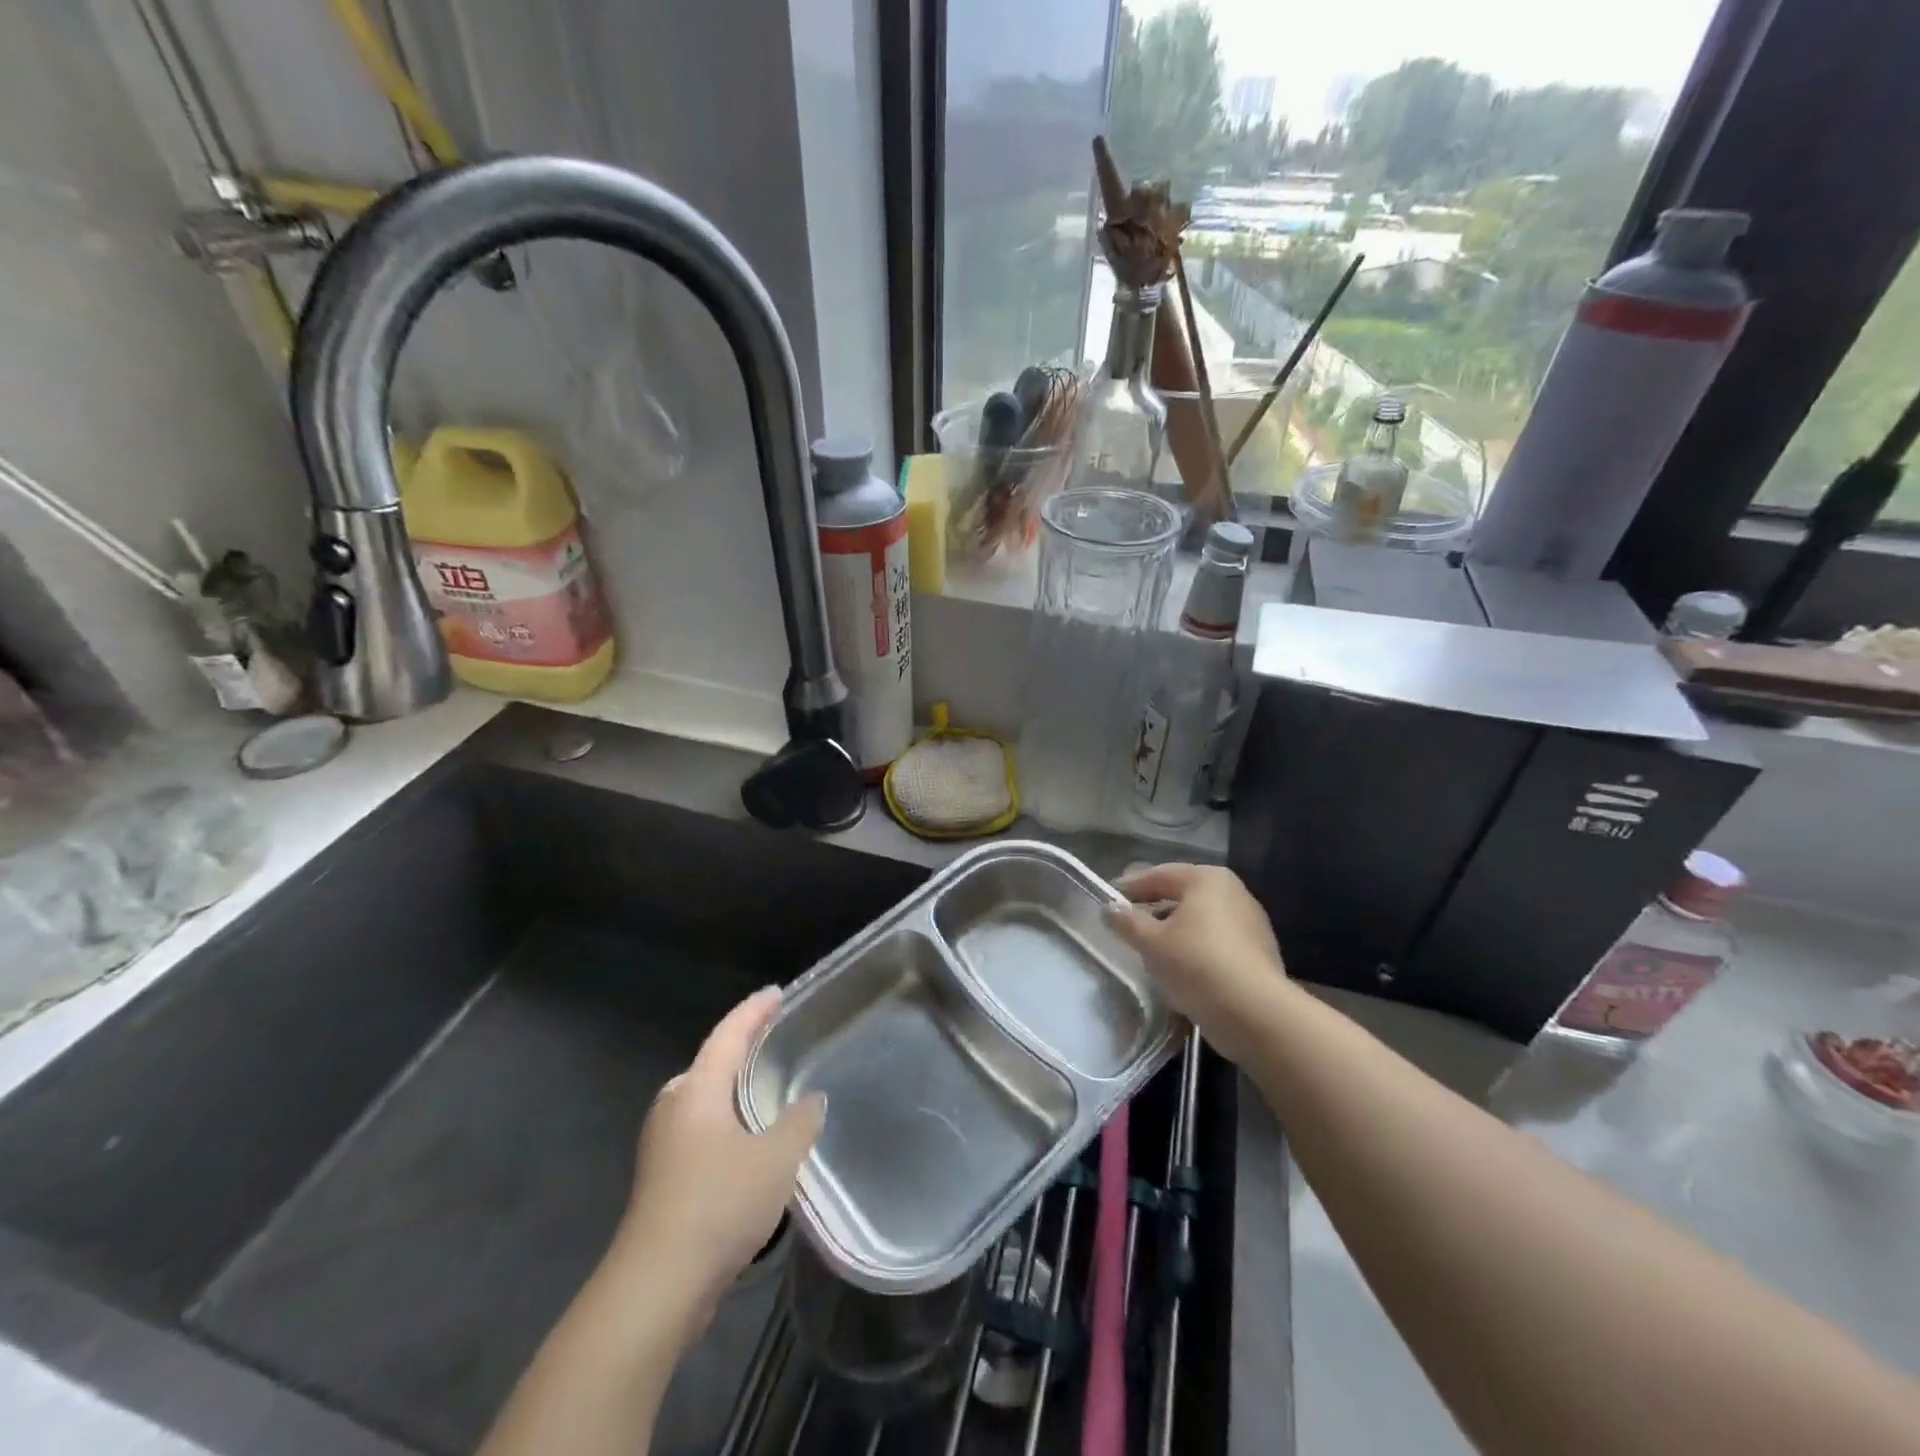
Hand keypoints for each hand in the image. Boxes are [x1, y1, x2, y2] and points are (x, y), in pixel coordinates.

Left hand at [613, 987, 823, 1336]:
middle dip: (742, 1048)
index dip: (754, 1011)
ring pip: (705, 1100)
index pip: (729, 1034)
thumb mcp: (776, 1159)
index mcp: (696, 1090)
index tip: (777, 993)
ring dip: (734, 1089)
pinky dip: (727, 1121)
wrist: (656, 1286)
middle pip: (711, 1063)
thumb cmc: (718, 1204)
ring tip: (769, 1088)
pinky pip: (702, 1130)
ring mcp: (663, 1145)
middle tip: (777, 1040)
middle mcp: (674, 1107)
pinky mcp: (663, 1179)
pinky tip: (749, 1143)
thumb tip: (811, 1099)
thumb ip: (799, 1121)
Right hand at [1109, 863, 1289, 1067]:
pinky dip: (1196, 948)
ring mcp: (1251, 922)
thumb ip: (1127, 922)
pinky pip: (1217, 942)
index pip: (1160, 875)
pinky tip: (1182, 968)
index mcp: (1207, 879)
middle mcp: (1233, 891)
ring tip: (1151, 949)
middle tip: (1129, 923)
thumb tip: (1110, 908)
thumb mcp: (1151, 943)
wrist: (1255, 1014)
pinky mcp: (1259, 952)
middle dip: (1155, 908)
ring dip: (1176, 930)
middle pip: (1183, 895)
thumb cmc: (1197, 964)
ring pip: (1201, 920)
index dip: (1131, 887)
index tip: (1110, 899)